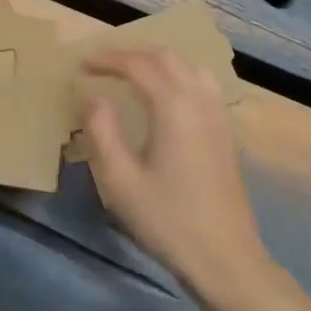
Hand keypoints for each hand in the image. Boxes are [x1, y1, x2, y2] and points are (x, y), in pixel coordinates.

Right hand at [82, 48, 269, 302]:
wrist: (224, 257)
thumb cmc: (167, 220)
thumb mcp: (120, 181)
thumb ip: (102, 131)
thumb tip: (93, 97)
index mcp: (173, 106)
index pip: (138, 65)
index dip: (108, 60)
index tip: (83, 65)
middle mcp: (200, 99)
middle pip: (166, 57)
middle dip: (133, 53)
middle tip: (103, 63)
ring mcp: (218, 114)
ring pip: (189, 66)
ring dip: (158, 60)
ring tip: (133, 72)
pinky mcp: (226, 131)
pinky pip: (203, 83)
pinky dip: (179, 74)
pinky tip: (167, 95)